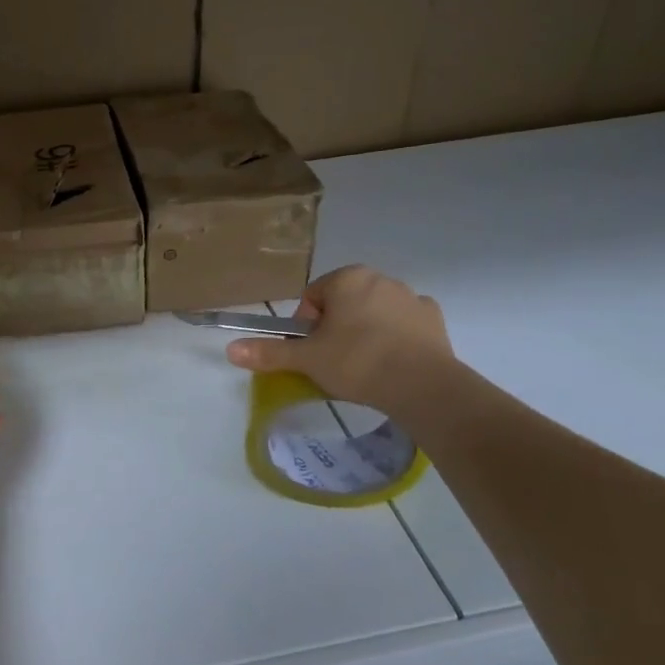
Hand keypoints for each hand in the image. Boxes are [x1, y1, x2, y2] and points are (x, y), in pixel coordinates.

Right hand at [225, 266, 455, 416]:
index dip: (306, 327)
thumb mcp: (306, 360)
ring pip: (375, 313)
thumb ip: (269, 353)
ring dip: (366, 332)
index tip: (312, 353)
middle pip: (344, 303)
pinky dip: (397, 339)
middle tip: (335, 362)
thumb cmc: (356, 362)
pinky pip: (405, 325)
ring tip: (365, 368)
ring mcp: (411, 297)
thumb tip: (230, 349)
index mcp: (346, 278)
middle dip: (336, 328)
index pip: (312, 298)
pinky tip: (395, 363)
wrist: (422, 385)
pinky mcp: (434, 320)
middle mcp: (380, 278)